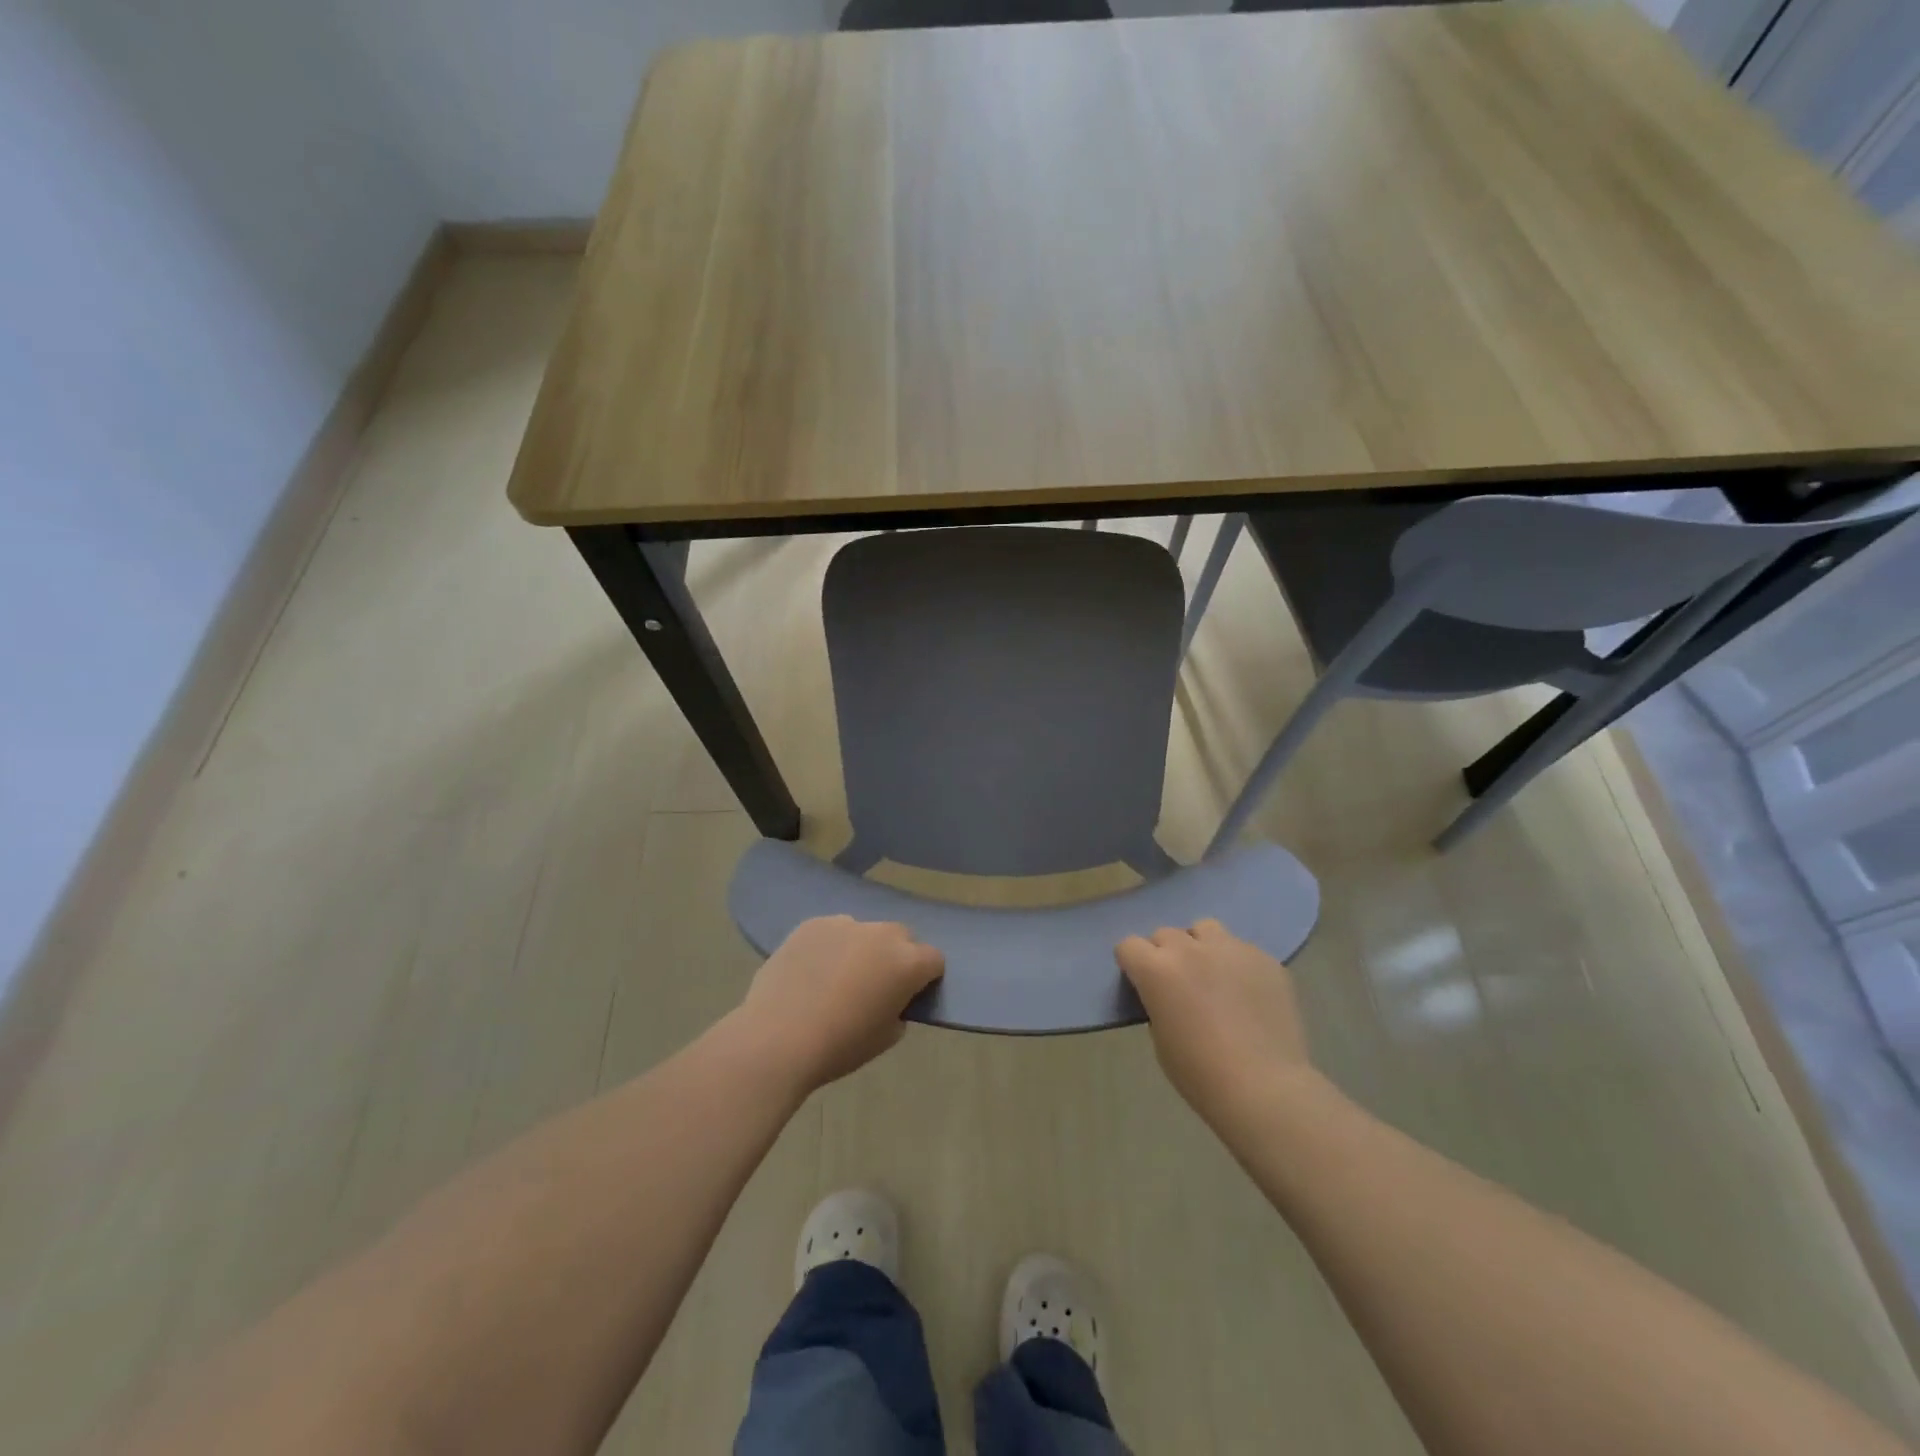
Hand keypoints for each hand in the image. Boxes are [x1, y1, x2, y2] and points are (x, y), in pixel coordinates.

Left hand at [734, 916, 944, 1092]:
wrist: (778, 1038)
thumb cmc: (839, 1046)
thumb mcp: (885, 1038)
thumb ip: (898, 1009)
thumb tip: (890, 998)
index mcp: (907, 963)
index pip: (934, 959)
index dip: (926, 977)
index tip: (910, 995)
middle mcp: (881, 934)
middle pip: (902, 937)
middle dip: (896, 956)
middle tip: (875, 985)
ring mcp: (845, 924)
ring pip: (865, 931)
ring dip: (862, 948)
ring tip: (837, 977)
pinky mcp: (812, 923)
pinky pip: (832, 930)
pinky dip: (831, 946)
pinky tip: (811, 971)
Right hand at [1116, 920, 1311, 1126]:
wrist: (1266, 1089)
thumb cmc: (1201, 1074)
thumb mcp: (1160, 1037)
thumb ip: (1158, 1001)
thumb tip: (1168, 993)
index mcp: (1156, 969)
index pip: (1128, 945)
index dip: (1132, 964)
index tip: (1141, 984)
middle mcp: (1190, 949)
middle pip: (1165, 934)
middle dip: (1165, 955)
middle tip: (1179, 985)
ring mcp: (1231, 949)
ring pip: (1205, 929)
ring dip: (1201, 947)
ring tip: (1213, 976)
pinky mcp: (1265, 959)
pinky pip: (1241, 949)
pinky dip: (1236, 964)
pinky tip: (1248, 993)